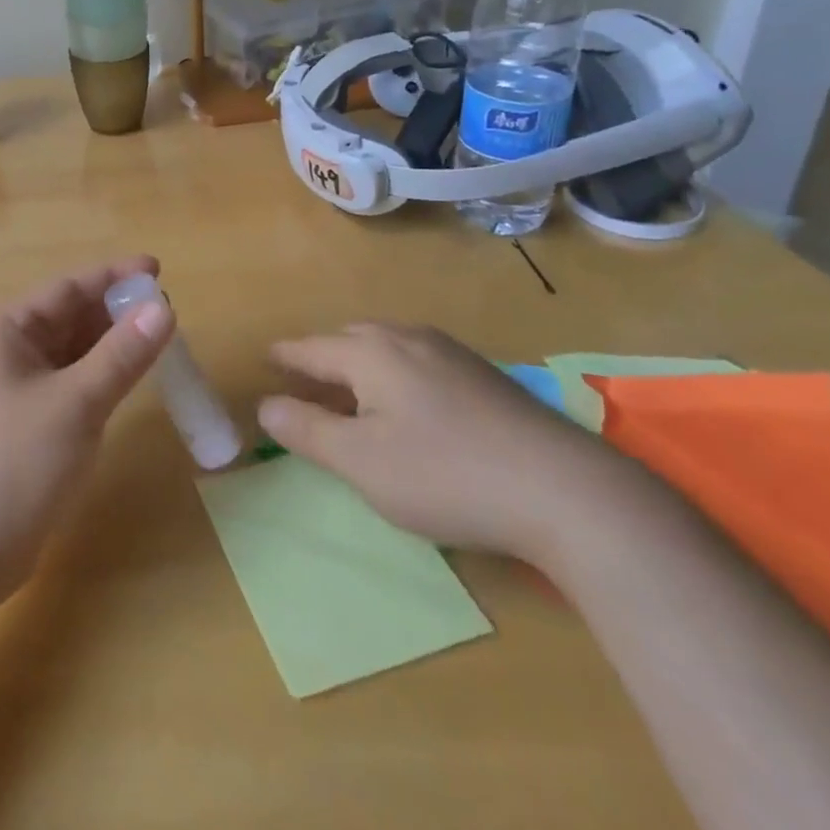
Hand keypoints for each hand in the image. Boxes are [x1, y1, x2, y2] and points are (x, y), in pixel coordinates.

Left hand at [0, 256, 174, 608]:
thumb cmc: (11, 465)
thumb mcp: (74, 403)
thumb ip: (121, 355)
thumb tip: (164, 308)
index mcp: (5, 333)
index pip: (67, 288)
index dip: (113, 276)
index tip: (157, 269)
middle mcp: (4, 355)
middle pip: (67, 319)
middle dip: (114, 313)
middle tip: (166, 313)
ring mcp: (11, 395)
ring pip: (69, 356)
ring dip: (108, 347)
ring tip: (156, 343)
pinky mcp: (21, 432)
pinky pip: (67, 389)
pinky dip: (97, 381)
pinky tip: (125, 385)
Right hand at [257, 324, 625, 566]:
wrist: (564, 490)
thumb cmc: (444, 475)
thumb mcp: (361, 462)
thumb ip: (307, 431)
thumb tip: (265, 406)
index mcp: (371, 353)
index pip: (312, 348)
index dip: (285, 356)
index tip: (265, 358)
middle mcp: (408, 339)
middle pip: (349, 340)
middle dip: (322, 357)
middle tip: (304, 381)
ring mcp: (451, 353)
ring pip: (388, 347)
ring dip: (360, 364)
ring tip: (351, 391)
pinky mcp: (483, 376)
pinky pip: (418, 360)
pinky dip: (394, 373)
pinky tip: (408, 403)